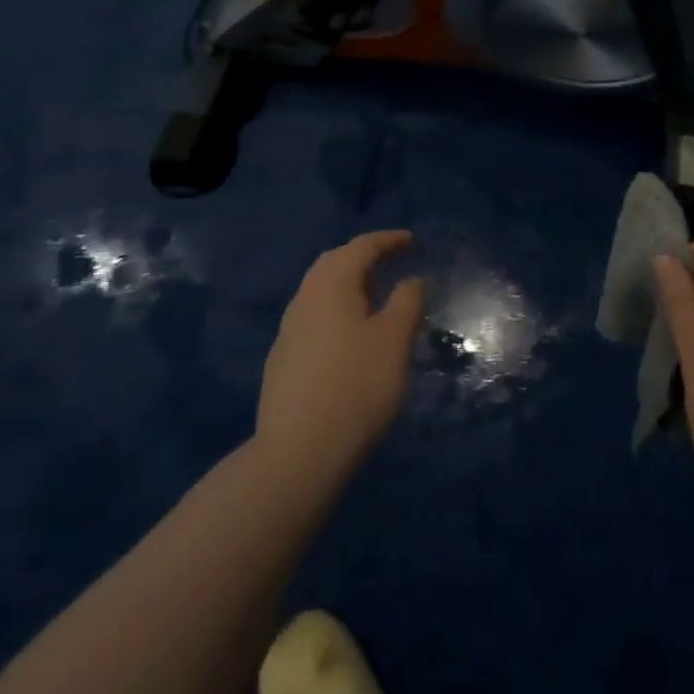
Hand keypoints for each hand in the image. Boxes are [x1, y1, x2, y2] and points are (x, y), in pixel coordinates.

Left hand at [256, 230, 425, 480]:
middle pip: (333, 264)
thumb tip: (411, 280)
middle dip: (363, 258)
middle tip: (391, 264)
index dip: (387, 240)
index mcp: (331, 285)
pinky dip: (336, 313)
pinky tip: (349, 339)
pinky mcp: (282, 362)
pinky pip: (313, 319)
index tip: (411, 241)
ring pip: (320, 292)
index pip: (361, 247)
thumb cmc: (356, 386)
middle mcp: (304, 299)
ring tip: (374, 300)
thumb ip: (407, 302)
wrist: (297, 453)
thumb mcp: (395, 340)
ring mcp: (288, 331)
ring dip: (348, 287)